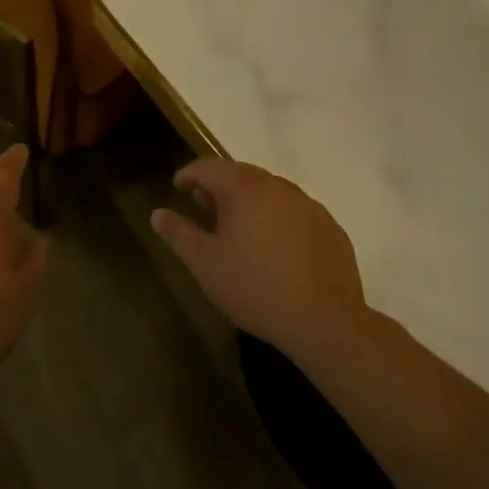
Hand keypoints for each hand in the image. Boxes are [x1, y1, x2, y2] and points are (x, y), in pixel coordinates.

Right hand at [151, 159, 374, 381]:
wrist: (325, 322)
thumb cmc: (255, 288)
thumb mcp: (205, 264)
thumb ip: (179, 233)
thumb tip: (158, 213)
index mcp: (244, 188)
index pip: (208, 166)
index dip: (189, 174)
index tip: (178, 188)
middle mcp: (277, 186)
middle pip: (240, 174)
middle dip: (218, 187)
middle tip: (205, 209)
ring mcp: (308, 205)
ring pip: (270, 192)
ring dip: (250, 202)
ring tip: (239, 229)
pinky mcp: (330, 227)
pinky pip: (295, 212)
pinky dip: (278, 219)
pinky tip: (275, 249)